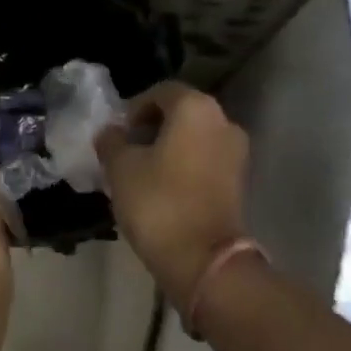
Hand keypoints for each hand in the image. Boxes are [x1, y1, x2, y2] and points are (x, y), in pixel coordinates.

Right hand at [95, 82, 249, 302]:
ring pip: (194, 137)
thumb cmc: (158, 202)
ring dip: (168, 147)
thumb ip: (112, 141)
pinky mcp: (239, 181)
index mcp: (196, 108)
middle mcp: (223, 121)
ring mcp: (236, 152)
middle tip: (126, 151)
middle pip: (181, 113)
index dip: (134, 108)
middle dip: (152, 128)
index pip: (160, 92)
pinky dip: (184, 165)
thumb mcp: (120, 168)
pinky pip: (205, 160)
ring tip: (141, 172)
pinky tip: (163, 187)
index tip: (117, 134)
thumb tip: (111, 132)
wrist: (203, 259)